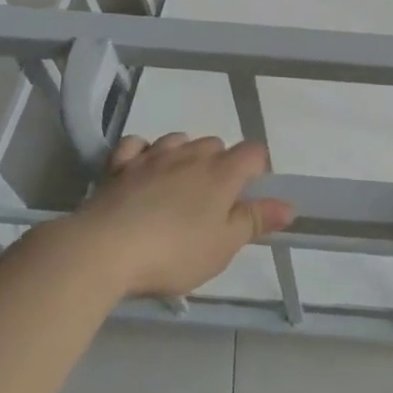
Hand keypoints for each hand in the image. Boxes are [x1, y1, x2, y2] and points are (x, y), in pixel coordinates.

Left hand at [71, 133, 295, 298]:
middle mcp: (191, 155)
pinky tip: (142, 169)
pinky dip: (144, 152)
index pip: (253, 152)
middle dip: (220, 164)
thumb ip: (255, 221)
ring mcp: (153, 156)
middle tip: (212, 202)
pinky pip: (137, 145)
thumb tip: (289, 205)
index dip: (257, 169)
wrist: (103, 250)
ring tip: (179, 185)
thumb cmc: (173, 252)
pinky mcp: (119, 166)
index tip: (249, 195)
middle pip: (216, 144)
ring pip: (179, 139)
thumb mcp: (223, 246)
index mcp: (222, 173)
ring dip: (184, 155)